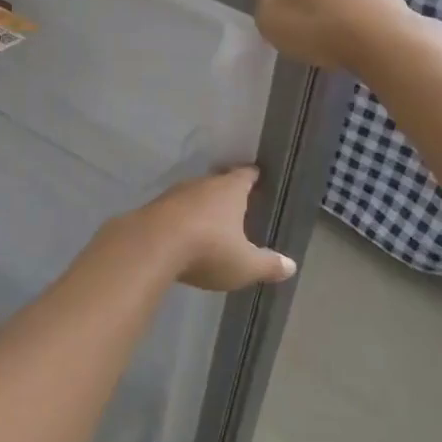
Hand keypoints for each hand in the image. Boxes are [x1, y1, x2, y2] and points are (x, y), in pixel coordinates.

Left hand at [110, 168, 295, 290]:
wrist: (150, 246)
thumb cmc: (208, 250)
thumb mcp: (245, 264)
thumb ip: (268, 264)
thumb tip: (291, 266)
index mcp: (229, 190)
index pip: (245, 175)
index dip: (252, 176)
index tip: (256, 176)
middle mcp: (202, 184)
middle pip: (217, 182)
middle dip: (225, 191)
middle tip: (235, 201)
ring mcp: (174, 194)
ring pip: (193, 195)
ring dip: (200, 205)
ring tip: (209, 219)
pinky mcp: (152, 208)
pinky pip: (173, 210)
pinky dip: (180, 218)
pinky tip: (181, 232)